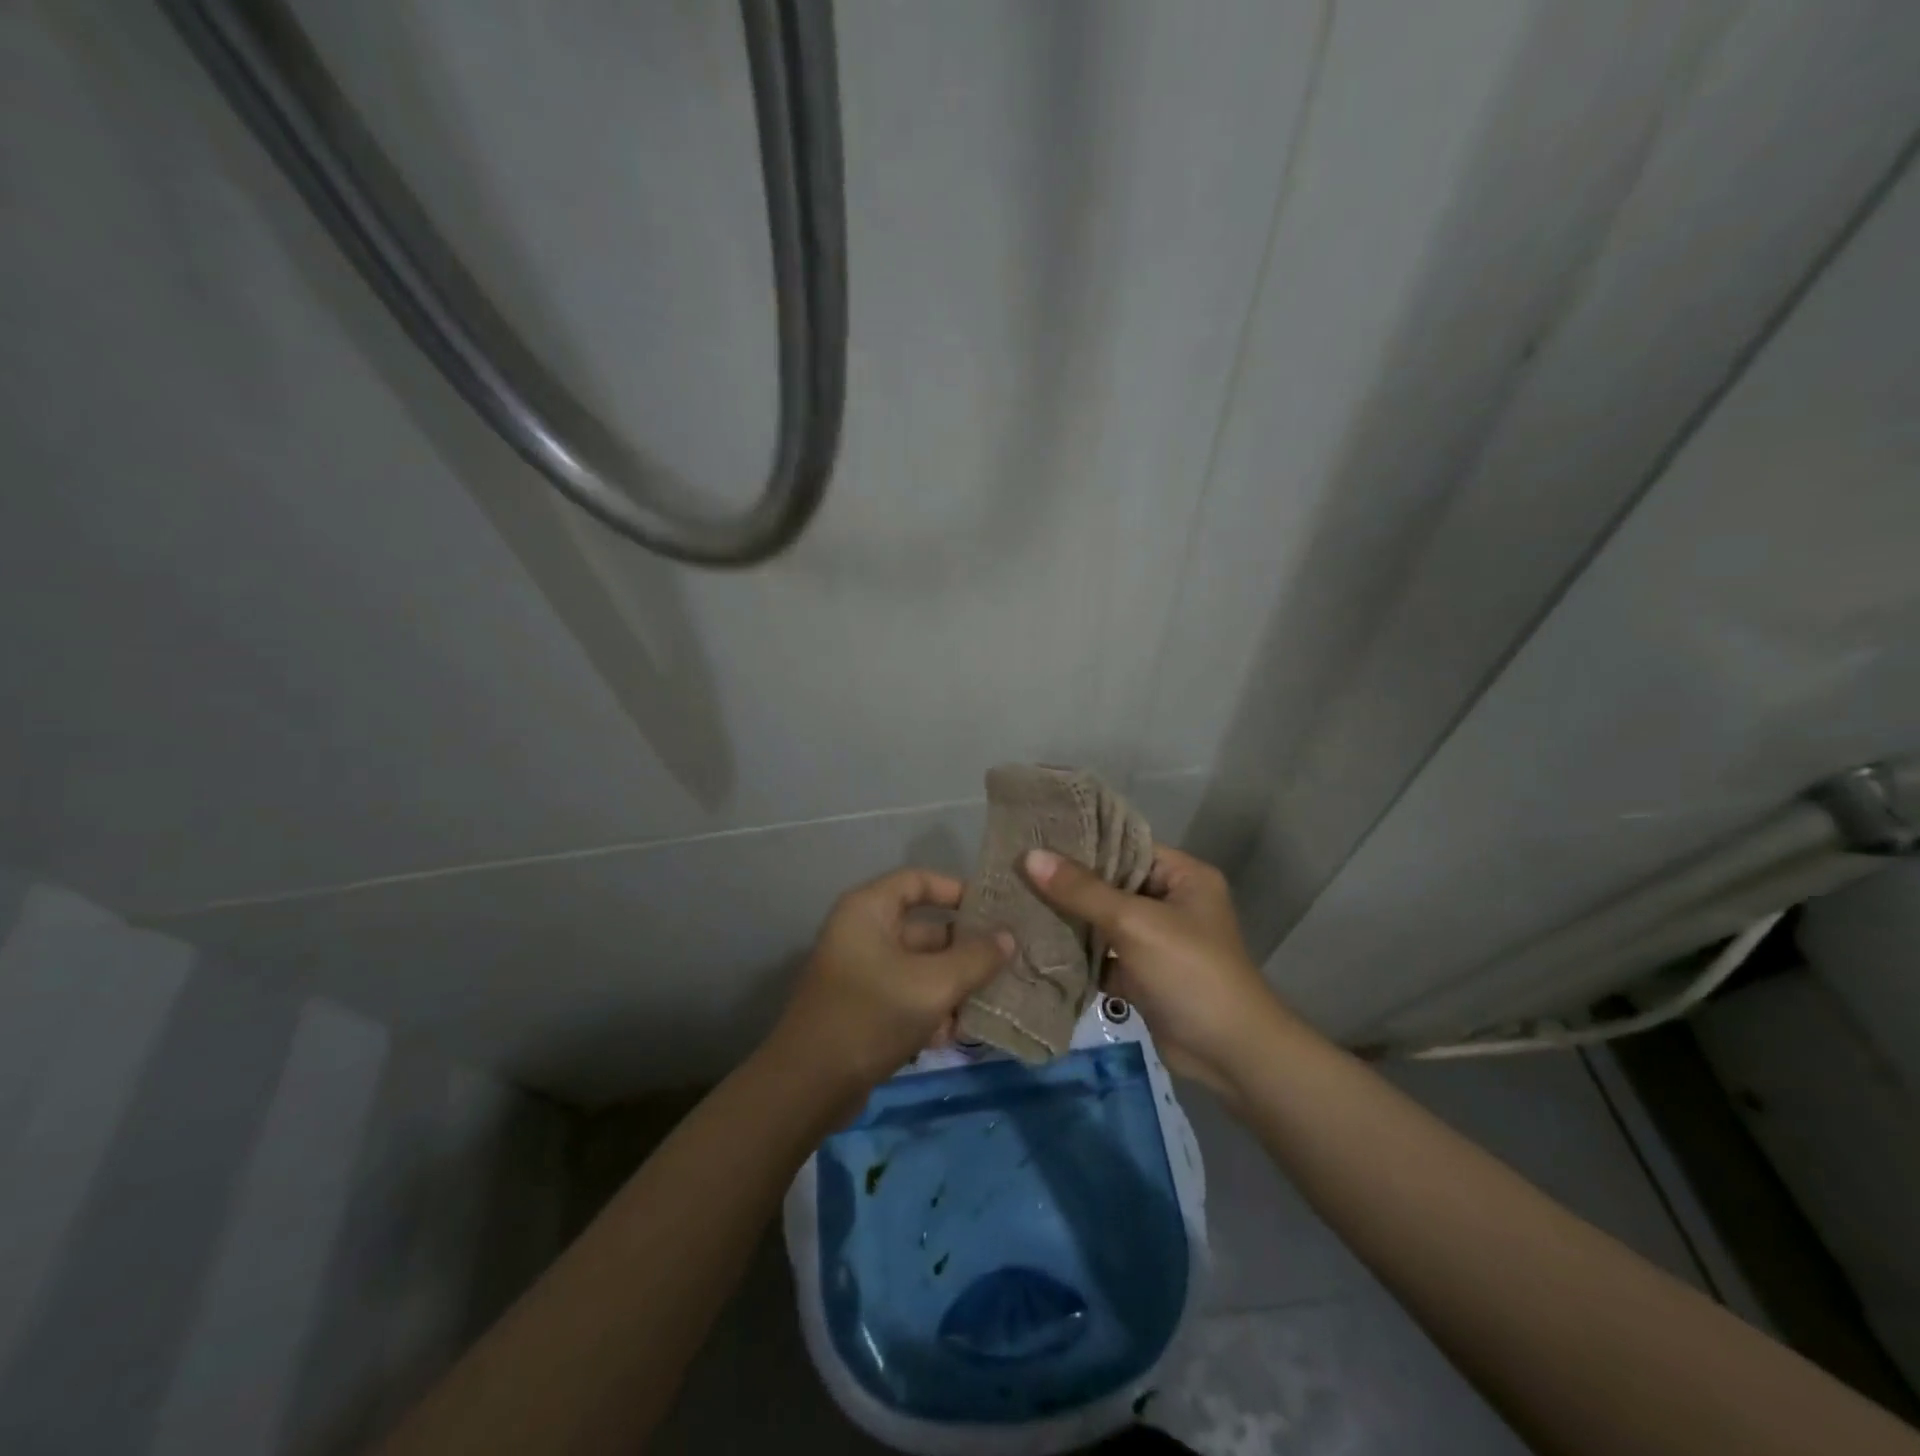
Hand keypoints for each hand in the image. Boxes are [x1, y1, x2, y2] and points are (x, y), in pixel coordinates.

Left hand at [770, 868, 1013, 1096]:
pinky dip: (931, 1010)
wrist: (809, 1086)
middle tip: (1007, 962)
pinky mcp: (864, 1009)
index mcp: (869, 910)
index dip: (956, 890)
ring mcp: (861, 973)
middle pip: (924, 929)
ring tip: (991, 1001)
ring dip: (953, 985)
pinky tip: (955, 1034)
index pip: (918, 881)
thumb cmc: (871, 1015)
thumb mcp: (933, 984)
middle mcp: (862, 933)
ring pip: (920, 968)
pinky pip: (907, 996)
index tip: (994, 910)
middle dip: (964, 949)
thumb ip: (976, 958)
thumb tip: (1008, 937)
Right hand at [1022, 846, 1287, 1099]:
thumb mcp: (1134, 923)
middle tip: (1015, 869)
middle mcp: (1170, 902)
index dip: (1082, 841)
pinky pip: (1102, 955)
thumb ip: (1082, 890)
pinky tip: (1034, 944)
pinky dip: (1076, 954)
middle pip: (1110, 884)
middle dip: (1067, 883)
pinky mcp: (1142, 976)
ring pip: (1103, 921)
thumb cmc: (1189, 972)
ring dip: (1068, 919)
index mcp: (1182, 876)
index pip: (1126, 846)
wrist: (1230, 1055)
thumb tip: (1030, 856)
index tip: (1034, 836)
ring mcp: (1156, 941)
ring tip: (1016, 901)